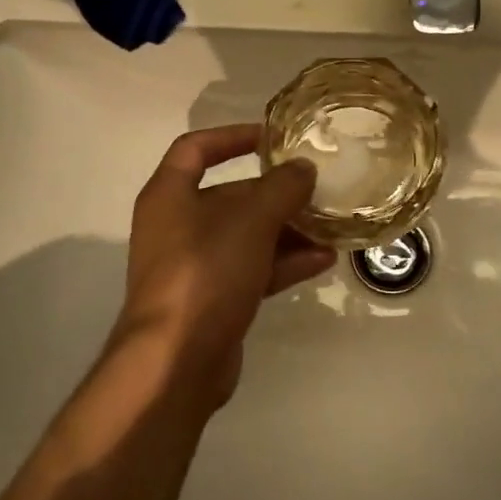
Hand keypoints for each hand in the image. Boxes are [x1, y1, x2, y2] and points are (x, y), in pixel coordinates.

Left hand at [117, 124, 335, 406]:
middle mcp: (177, 225)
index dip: (233, 136)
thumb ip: (281, 188)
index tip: (273, 138)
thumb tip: (303, 168)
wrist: (175, 363)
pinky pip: (252, 269)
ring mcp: (194, 266)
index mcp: (170, 195)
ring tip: (331, 226)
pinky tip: (323, 261)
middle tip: (318, 189)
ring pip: (246, 236)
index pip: (196, 148)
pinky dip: (283, 263)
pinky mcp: (212, 300)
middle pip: (230, 196)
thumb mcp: (250, 221)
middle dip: (276, 193)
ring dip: (287, 230)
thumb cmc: (205, 273)